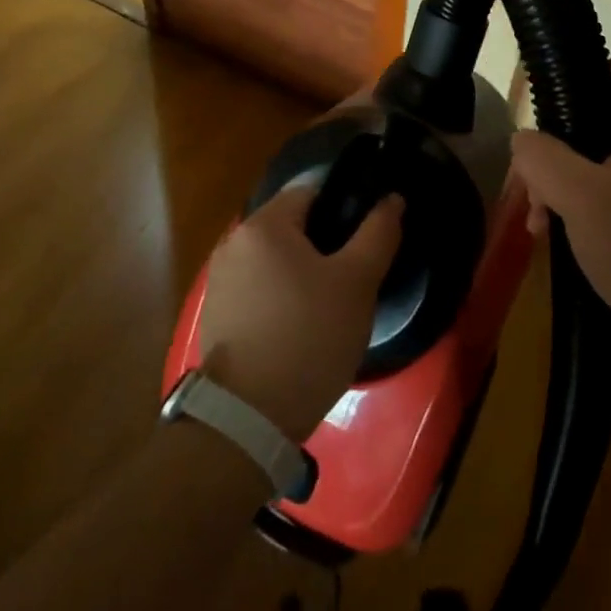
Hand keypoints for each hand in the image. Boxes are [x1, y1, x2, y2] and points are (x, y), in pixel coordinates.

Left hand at [199, 185, 403, 441]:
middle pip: (291, 226)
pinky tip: (302, 326)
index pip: (311, 192)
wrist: (249, 418)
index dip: (344, 209)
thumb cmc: (309, 337)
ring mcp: (220, 279)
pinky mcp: (217, 313)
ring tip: (331, 305)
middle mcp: (233, 242)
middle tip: (354, 276)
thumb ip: (378, 233)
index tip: (365, 239)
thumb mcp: (357, 283)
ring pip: (276, 259)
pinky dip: (282, 296)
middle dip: (324, 244)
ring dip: (303, 272)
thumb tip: (392, 198)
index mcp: (263, 225)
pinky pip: (259, 287)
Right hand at [511, 62, 610, 369]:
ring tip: (537, 218)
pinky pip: (610, 188)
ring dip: (562, 182)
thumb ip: (543, 157)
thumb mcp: (580, 197)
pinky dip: (580, 202)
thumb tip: (523, 139)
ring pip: (598, 158)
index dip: (572, 80)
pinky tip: (554, 232)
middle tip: (531, 182)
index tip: (535, 108)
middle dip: (557, 149)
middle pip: (599, 119)